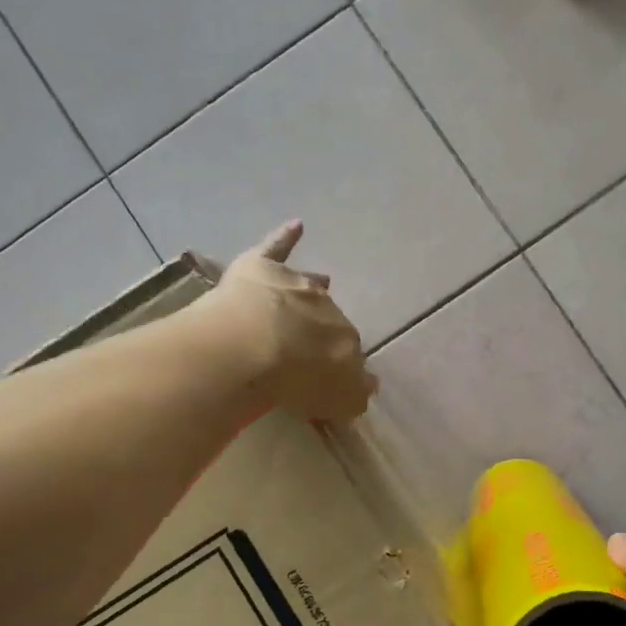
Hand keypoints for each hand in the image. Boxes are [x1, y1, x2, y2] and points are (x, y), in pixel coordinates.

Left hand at [214, 221, 375, 423]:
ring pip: (309, 283)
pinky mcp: (261, 268)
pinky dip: (286, 237)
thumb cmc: (297, 380)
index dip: (339, 363)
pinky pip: (276, 248)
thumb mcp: (338, 400)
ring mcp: (294, 284)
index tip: (330, 374)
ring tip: (324, 280)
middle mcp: (327, 307)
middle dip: (325, 326)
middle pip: (329, 317)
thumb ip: (355, 394)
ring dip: (315, 285)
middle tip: (315, 341)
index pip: (348, 350)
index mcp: (346, 340)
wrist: (254, 347)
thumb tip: (371, 384)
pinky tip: (296, 225)